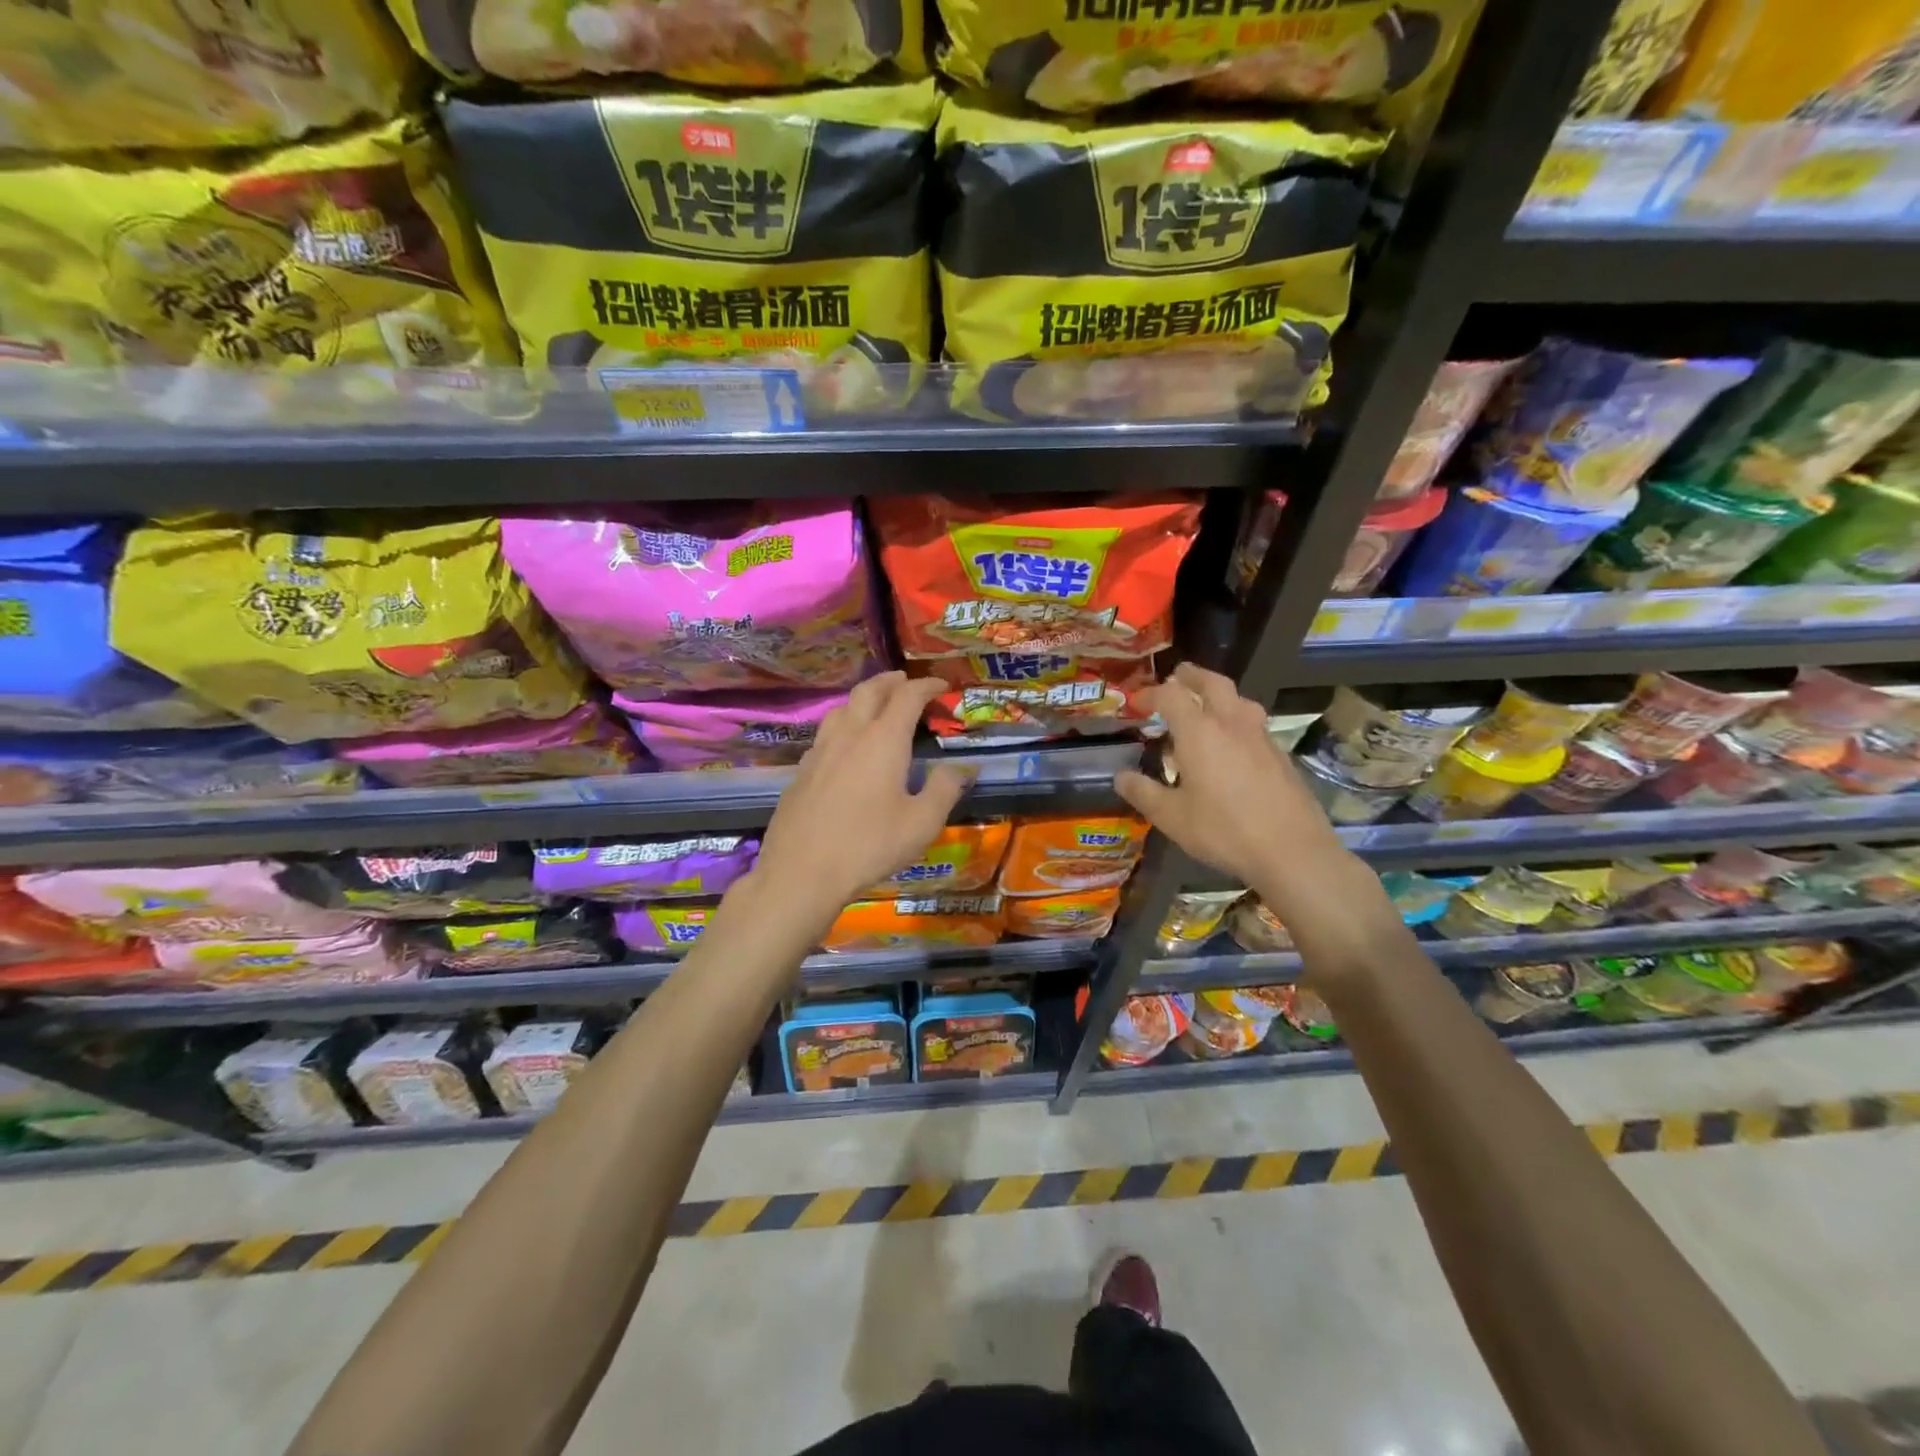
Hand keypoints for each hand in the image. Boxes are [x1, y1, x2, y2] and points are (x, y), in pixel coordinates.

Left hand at [751, 672, 968, 925]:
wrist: (802, 871)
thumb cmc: (869, 845)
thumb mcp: (922, 823)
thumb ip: (945, 789)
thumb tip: (962, 768)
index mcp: (883, 740)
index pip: (907, 696)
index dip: (927, 686)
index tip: (942, 685)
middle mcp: (849, 735)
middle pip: (869, 691)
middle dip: (890, 681)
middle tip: (906, 681)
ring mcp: (820, 751)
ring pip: (841, 708)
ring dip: (863, 698)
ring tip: (876, 706)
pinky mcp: (801, 771)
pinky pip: (825, 733)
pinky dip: (843, 724)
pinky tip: (846, 746)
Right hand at [1115, 664, 1360, 919]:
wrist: (1292, 850)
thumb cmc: (1223, 830)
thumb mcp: (1171, 817)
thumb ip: (1143, 793)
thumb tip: (1121, 776)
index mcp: (1199, 732)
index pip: (1171, 695)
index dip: (1151, 694)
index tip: (1137, 703)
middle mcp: (1231, 724)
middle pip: (1213, 683)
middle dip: (1192, 676)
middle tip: (1178, 677)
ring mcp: (1261, 737)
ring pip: (1239, 700)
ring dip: (1219, 694)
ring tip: (1207, 707)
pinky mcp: (1280, 755)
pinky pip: (1253, 723)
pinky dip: (1236, 720)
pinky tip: (1232, 745)